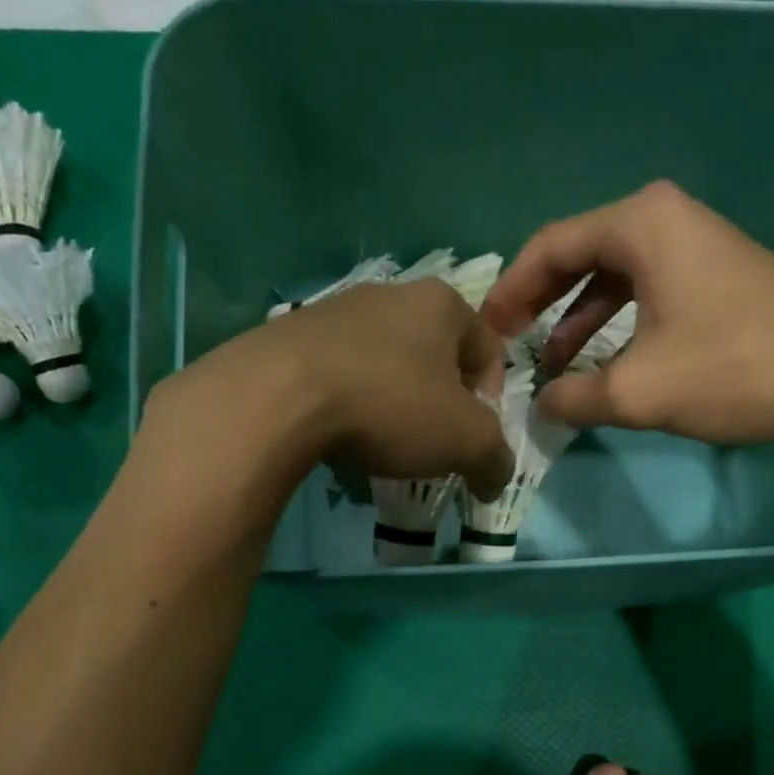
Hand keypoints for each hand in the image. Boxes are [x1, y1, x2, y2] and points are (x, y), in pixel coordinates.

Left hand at [175, 278, 514, 500]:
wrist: (279, 396)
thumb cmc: (390, 406)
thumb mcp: (465, 442)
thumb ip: (494, 459)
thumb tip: (494, 480)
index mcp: (441, 304)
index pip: (488, 349)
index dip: (491, 400)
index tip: (473, 438)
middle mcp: (391, 294)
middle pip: (435, 355)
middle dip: (441, 402)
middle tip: (432, 444)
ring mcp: (336, 310)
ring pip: (385, 362)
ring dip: (394, 402)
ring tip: (381, 443)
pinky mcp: (292, 335)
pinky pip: (340, 372)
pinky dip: (350, 402)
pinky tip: (338, 433)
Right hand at [482, 181, 773, 445]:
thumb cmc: (733, 368)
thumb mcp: (638, 391)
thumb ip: (575, 398)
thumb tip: (540, 405)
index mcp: (639, 224)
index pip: (550, 247)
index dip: (511, 292)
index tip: (487, 332)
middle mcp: (664, 219)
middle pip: (578, 255)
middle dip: (539, 303)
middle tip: (508, 344)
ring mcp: (693, 245)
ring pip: (612, 277)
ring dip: (576, 320)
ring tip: (552, 367)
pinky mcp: (714, 275)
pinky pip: (644, 291)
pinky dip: (615, 325)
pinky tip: (604, 364)